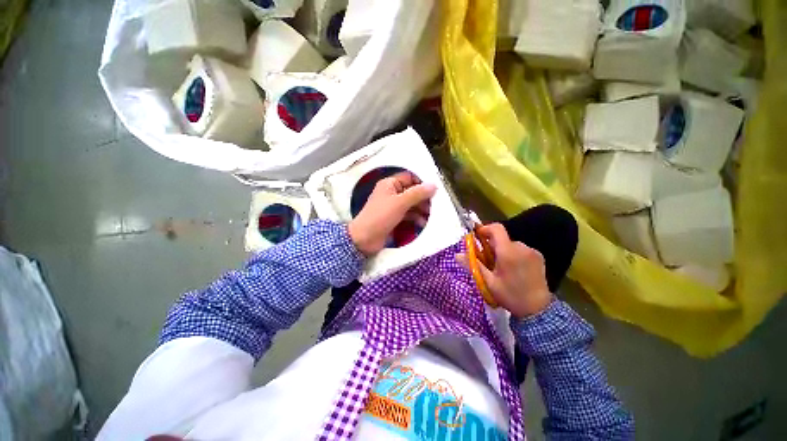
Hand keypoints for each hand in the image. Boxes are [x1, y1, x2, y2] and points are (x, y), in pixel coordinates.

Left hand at [348, 171, 436, 255]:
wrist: (364, 239)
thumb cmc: (381, 216)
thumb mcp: (400, 203)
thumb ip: (417, 193)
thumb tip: (434, 185)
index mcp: (390, 184)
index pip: (409, 177)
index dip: (422, 183)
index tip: (434, 191)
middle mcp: (391, 193)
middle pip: (412, 191)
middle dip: (423, 198)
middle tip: (435, 206)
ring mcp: (392, 206)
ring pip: (411, 204)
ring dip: (421, 209)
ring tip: (431, 216)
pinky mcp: (394, 218)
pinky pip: (407, 214)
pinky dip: (415, 217)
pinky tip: (422, 223)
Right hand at [457, 223, 551, 317]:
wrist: (538, 310)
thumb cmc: (510, 296)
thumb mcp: (488, 282)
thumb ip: (472, 265)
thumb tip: (456, 255)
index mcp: (508, 252)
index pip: (496, 228)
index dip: (485, 229)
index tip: (477, 237)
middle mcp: (522, 247)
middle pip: (502, 238)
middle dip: (492, 245)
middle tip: (487, 260)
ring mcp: (532, 251)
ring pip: (511, 244)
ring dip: (503, 250)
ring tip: (501, 267)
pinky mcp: (539, 257)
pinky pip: (521, 249)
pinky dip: (514, 254)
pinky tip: (513, 269)